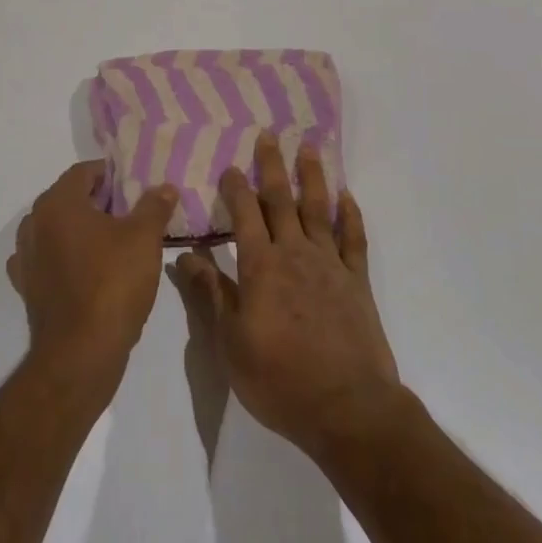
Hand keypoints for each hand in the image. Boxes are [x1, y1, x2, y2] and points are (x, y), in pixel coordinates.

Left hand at [8, 162, 178, 391]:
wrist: (80, 355)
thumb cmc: (112, 283)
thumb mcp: (144, 238)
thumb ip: (154, 206)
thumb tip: (165, 188)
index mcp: (57, 203)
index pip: (83, 172)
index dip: (111, 174)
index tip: (136, 185)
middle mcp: (33, 224)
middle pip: (70, 199)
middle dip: (100, 202)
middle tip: (133, 212)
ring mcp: (26, 258)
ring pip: (58, 230)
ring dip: (83, 230)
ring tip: (116, 241)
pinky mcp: (28, 289)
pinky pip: (50, 260)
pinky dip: (67, 258)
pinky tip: (89, 269)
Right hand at [176, 134, 404, 463]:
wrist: (346, 407)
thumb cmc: (279, 379)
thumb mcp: (230, 343)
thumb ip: (211, 293)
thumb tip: (185, 255)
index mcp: (261, 267)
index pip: (245, 215)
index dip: (236, 189)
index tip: (231, 166)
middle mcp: (295, 254)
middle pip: (282, 200)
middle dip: (273, 167)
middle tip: (269, 135)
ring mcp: (330, 265)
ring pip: (318, 210)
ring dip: (313, 177)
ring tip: (309, 148)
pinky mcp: (357, 281)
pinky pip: (353, 239)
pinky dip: (349, 215)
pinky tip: (346, 197)